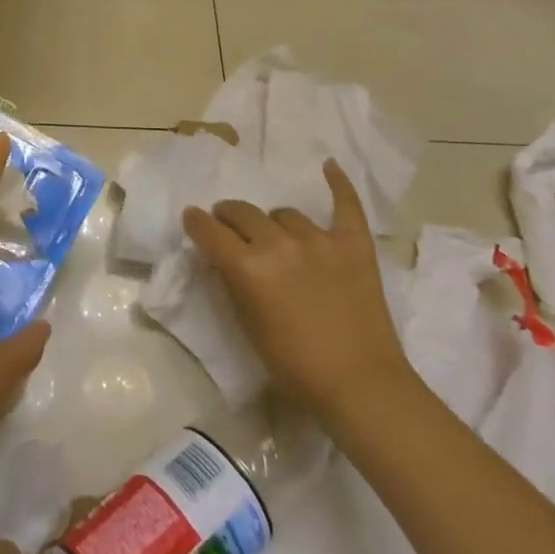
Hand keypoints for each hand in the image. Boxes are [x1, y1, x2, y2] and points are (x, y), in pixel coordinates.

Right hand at [183, 160, 412, 426]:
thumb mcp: (248, 327)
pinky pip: (345, 206)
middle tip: (229, 226)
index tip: (192, 218)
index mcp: (248, 267)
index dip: (196, 222)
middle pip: (243, 213)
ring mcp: (319, 240)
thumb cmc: (296, 369)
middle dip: (229, 216)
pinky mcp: (353, 245)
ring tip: (276, 235)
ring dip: (273, 222)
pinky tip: (329, 165)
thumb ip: (233, 284)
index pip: (209, 230)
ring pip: (284, 213)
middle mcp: (278, 244)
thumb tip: (223, 258)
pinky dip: (338, 184)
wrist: (362, 388)